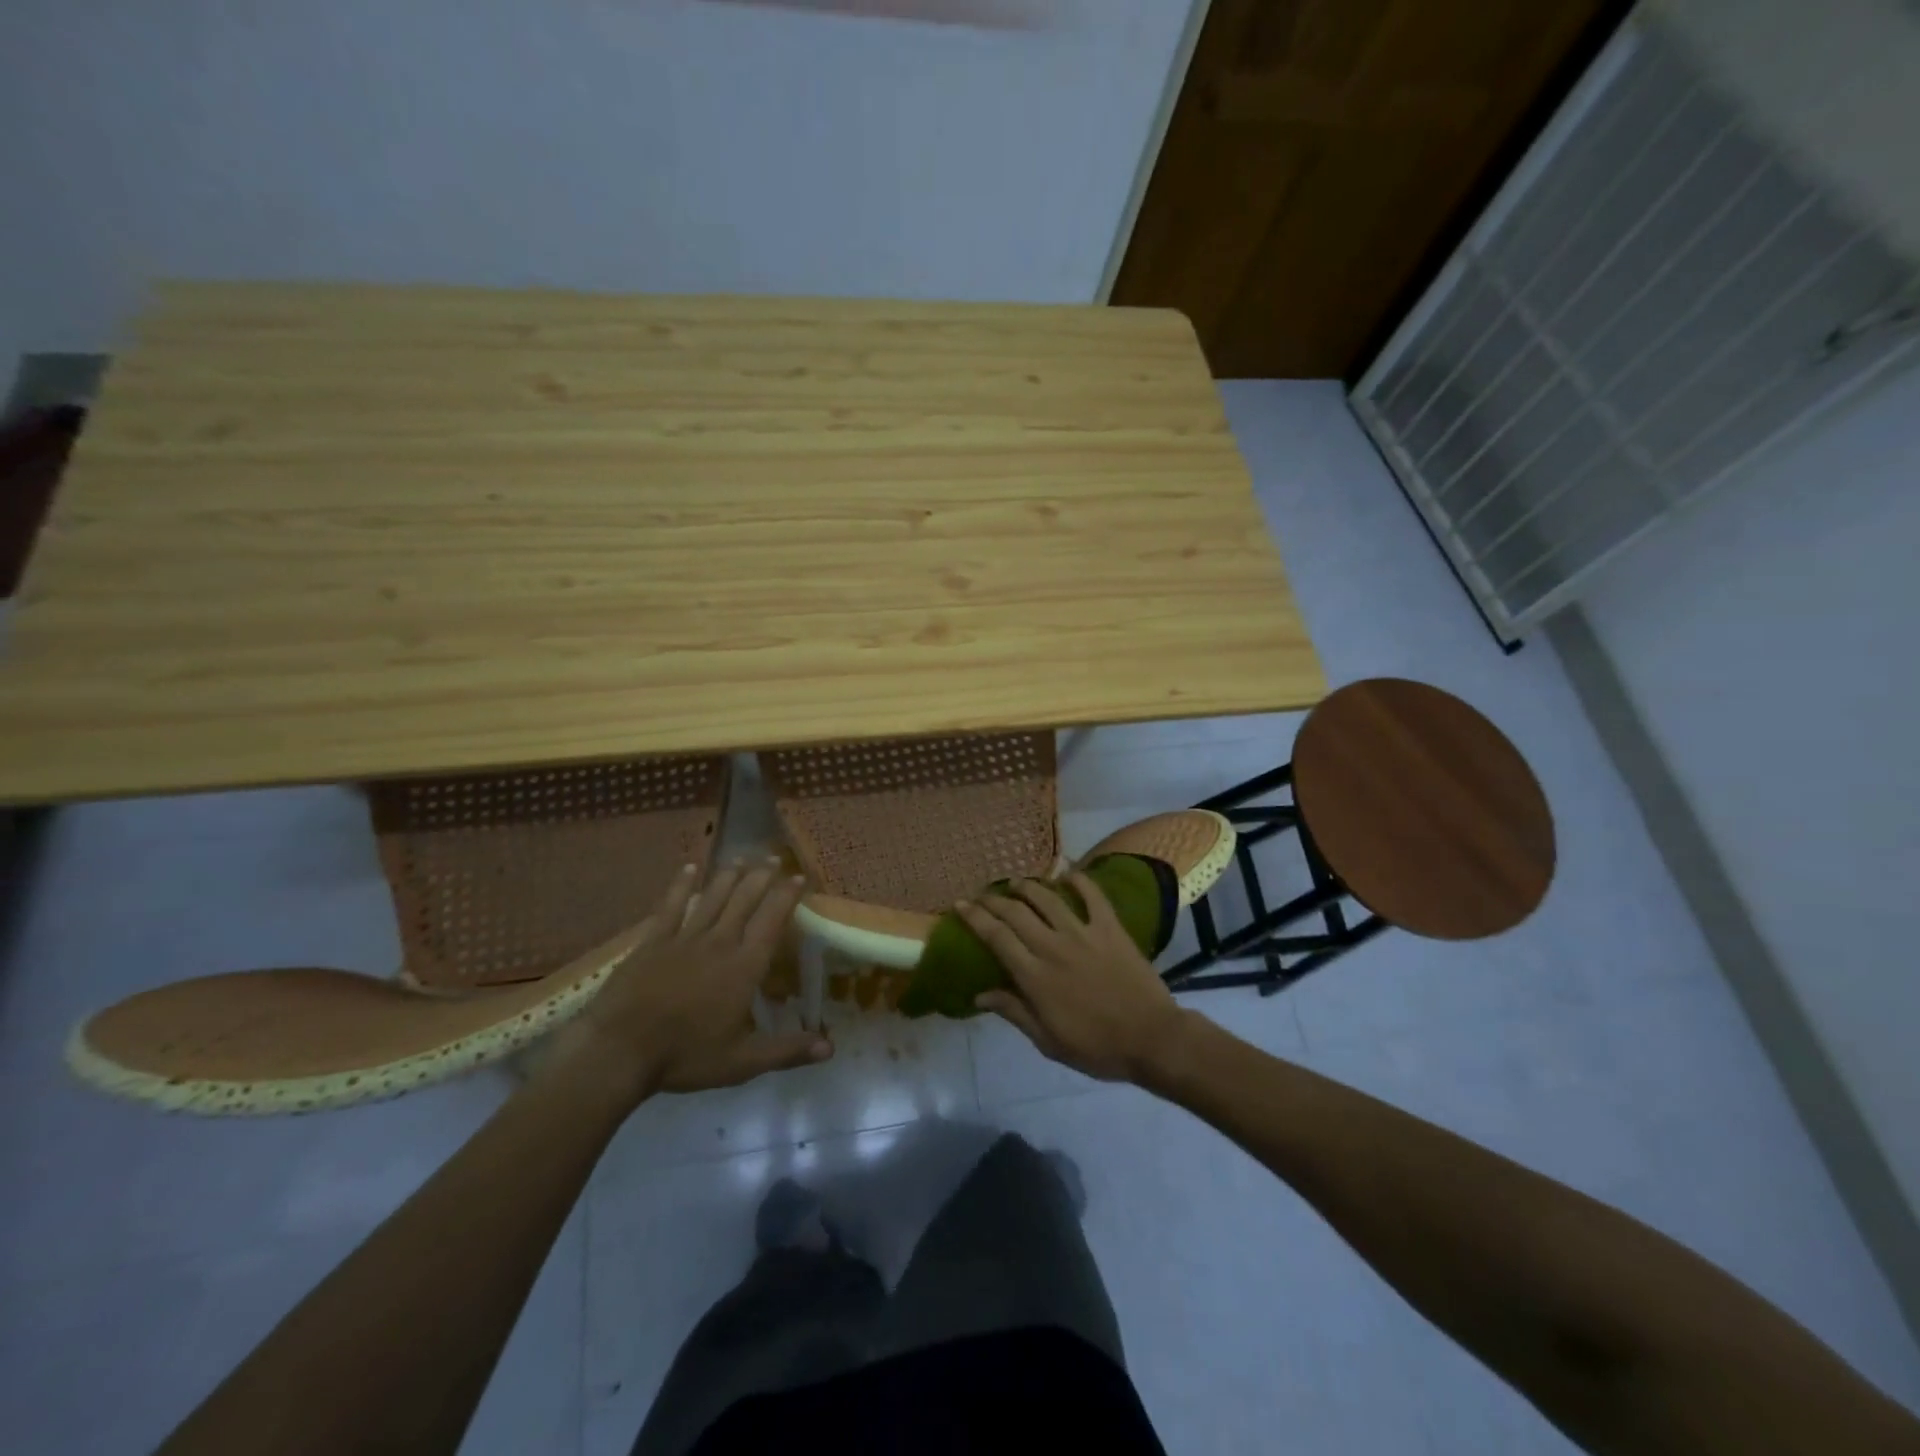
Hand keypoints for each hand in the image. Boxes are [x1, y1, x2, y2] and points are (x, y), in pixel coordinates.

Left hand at [559, 859, 832, 1105]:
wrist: (619, 1050)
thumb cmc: (685, 1056)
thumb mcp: (742, 1062)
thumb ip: (787, 1050)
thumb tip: (831, 1049)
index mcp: (744, 966)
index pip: (772, 921)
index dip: (787, 896)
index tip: (799, 877)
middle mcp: (719, 942)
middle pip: (744, 900)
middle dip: (762, 876)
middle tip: (773, 858)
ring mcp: (684, 938)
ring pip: (712, 897)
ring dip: (729, 875)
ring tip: (742, 858)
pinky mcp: (653, 941)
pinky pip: (671, 906)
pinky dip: (681, 885)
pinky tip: (689, 868)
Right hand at [957, 873, 1189, 1082]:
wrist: (1151, 1039)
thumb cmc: (1096, 1047)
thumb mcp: (1048, 1041)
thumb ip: (1014, 1012)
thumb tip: (979, 995)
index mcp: (1035, 976)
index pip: (996, 937)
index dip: (975, 918)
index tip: (960, 904)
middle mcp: (1053, 947)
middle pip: (1015, 912)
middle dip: (993, 899)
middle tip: (982, 894)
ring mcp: (1083, 933)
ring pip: (1047, 898)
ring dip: (1027, 887)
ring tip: (1016, 883)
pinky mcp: (1110, 928)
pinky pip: (1093, 895)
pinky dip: (1079, 880)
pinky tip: (1068, 874)